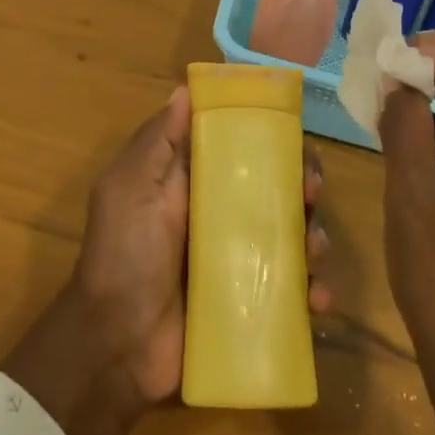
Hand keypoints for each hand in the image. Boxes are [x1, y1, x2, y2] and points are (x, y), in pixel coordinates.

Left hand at [4, 87, 330, 434]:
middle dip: (304, 186)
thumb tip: (185, 88)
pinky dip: (313, 291)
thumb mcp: (129, 188)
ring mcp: (239, 260)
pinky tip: (317, 300)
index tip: (294, 143)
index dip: (273, 140)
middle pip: (278, 188)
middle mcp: (221, 214)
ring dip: (314, 237)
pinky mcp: (251, 301)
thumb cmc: (123, 256)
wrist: (117, 346)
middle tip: (311, 197)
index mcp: (193, 182)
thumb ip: (158, 141)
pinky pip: (294, 289)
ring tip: (312, 254)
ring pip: (293, 235)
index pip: (242, 148)